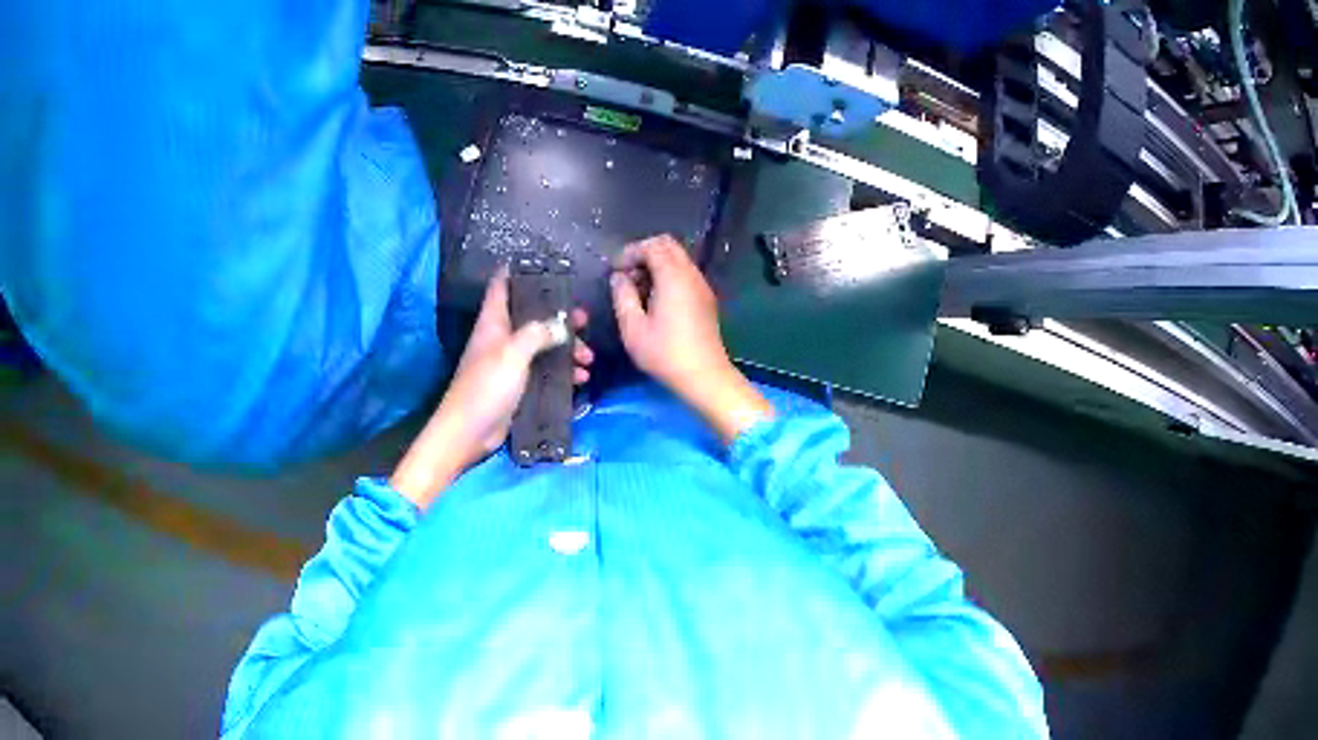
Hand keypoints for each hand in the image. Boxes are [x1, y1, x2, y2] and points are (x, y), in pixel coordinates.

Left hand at [391, 269, 592, 508]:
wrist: (468, 433)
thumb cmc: (485, 386)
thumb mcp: (513, 353)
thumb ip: (538, 333)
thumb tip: (562, 324)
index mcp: (494, 321)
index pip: (503, 284)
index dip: (522, 271)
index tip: (550, 266)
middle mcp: (502, 337)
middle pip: (533, 316)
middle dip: (561, 317)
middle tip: (585, 322)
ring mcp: (510, 362)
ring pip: (544, 345)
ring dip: (567, 349)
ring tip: (587, 359)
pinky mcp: (518, 386)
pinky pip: (546, 372)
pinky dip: (563, 373)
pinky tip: (580, 380)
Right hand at [611, 235, 771, 443]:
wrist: (704, 376)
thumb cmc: (665, 354)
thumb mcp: (633, 328)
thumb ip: (622, 296)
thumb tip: (618, 278)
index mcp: (673, 276)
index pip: (652, 246)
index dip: (630, 252)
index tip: (615, 271)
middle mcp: (691, 274)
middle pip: (668, 245)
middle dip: (644, 254)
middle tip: (627, 276)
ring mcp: (702, 285)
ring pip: (678, 259)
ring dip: (656, 265)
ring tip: (638, 290)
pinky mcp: (706, 299)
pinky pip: (685, 274)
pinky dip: (668, 276)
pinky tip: (656, 300)